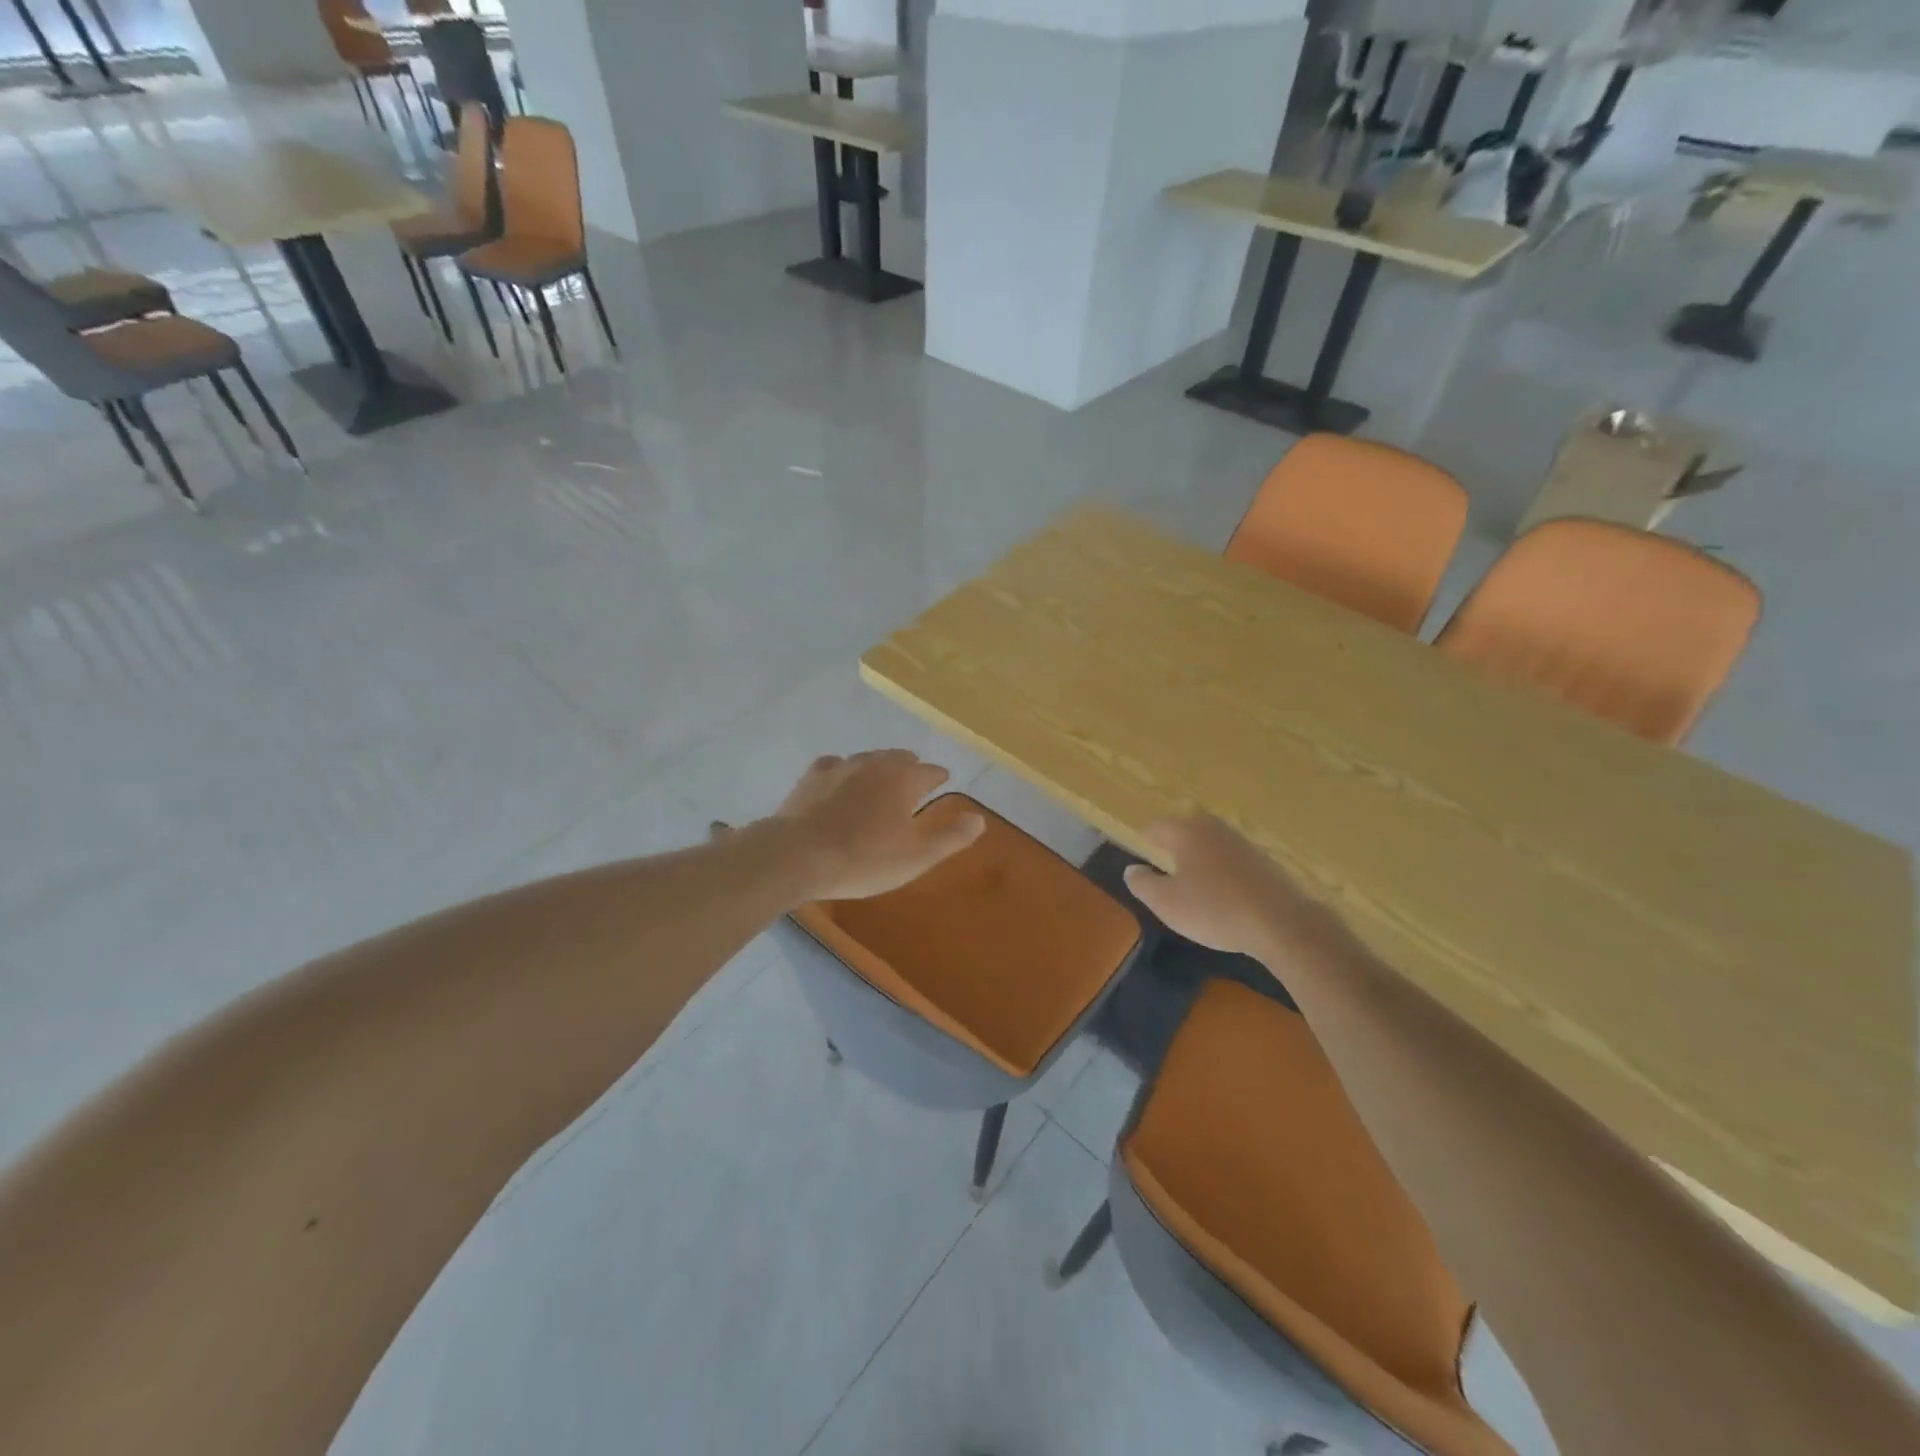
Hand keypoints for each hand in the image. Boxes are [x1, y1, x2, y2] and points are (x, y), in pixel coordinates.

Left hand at [769, 750, 985, 901]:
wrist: (798, 856)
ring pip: (868, 758)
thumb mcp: (917, 857)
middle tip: (914, 779)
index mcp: (904, 779)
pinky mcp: (812, 777)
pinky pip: (835, 765)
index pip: (930, 772)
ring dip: (879, 767)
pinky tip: (840, 781)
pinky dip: (844, 771)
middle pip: (899, 758)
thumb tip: (980, 819)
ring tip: (881, 779)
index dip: (939, 778)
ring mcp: (841, 767)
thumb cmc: (865, 859)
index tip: (942, 781)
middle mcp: (875, 763)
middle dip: (910, 767)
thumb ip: (951, 837)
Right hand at [1122, 817, 1335, 960]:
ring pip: (1212, 844)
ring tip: (1196, 884)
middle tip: (1166, 869)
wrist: (1281, 922)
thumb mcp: (1166, 903)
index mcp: (1186, 832)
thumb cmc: (1214, 909)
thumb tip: (1132, 869)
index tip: (1142, 856)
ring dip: (1201, 859)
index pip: (1157, 826)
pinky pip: (1233, 860)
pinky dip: (1224, 872)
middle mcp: (1214, 828)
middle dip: (1175, 846)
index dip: (1146, 840)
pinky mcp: (1265, 860)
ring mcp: (1242, 842)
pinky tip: (1226, 895)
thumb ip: (1142, 884)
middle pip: (1186, 830)